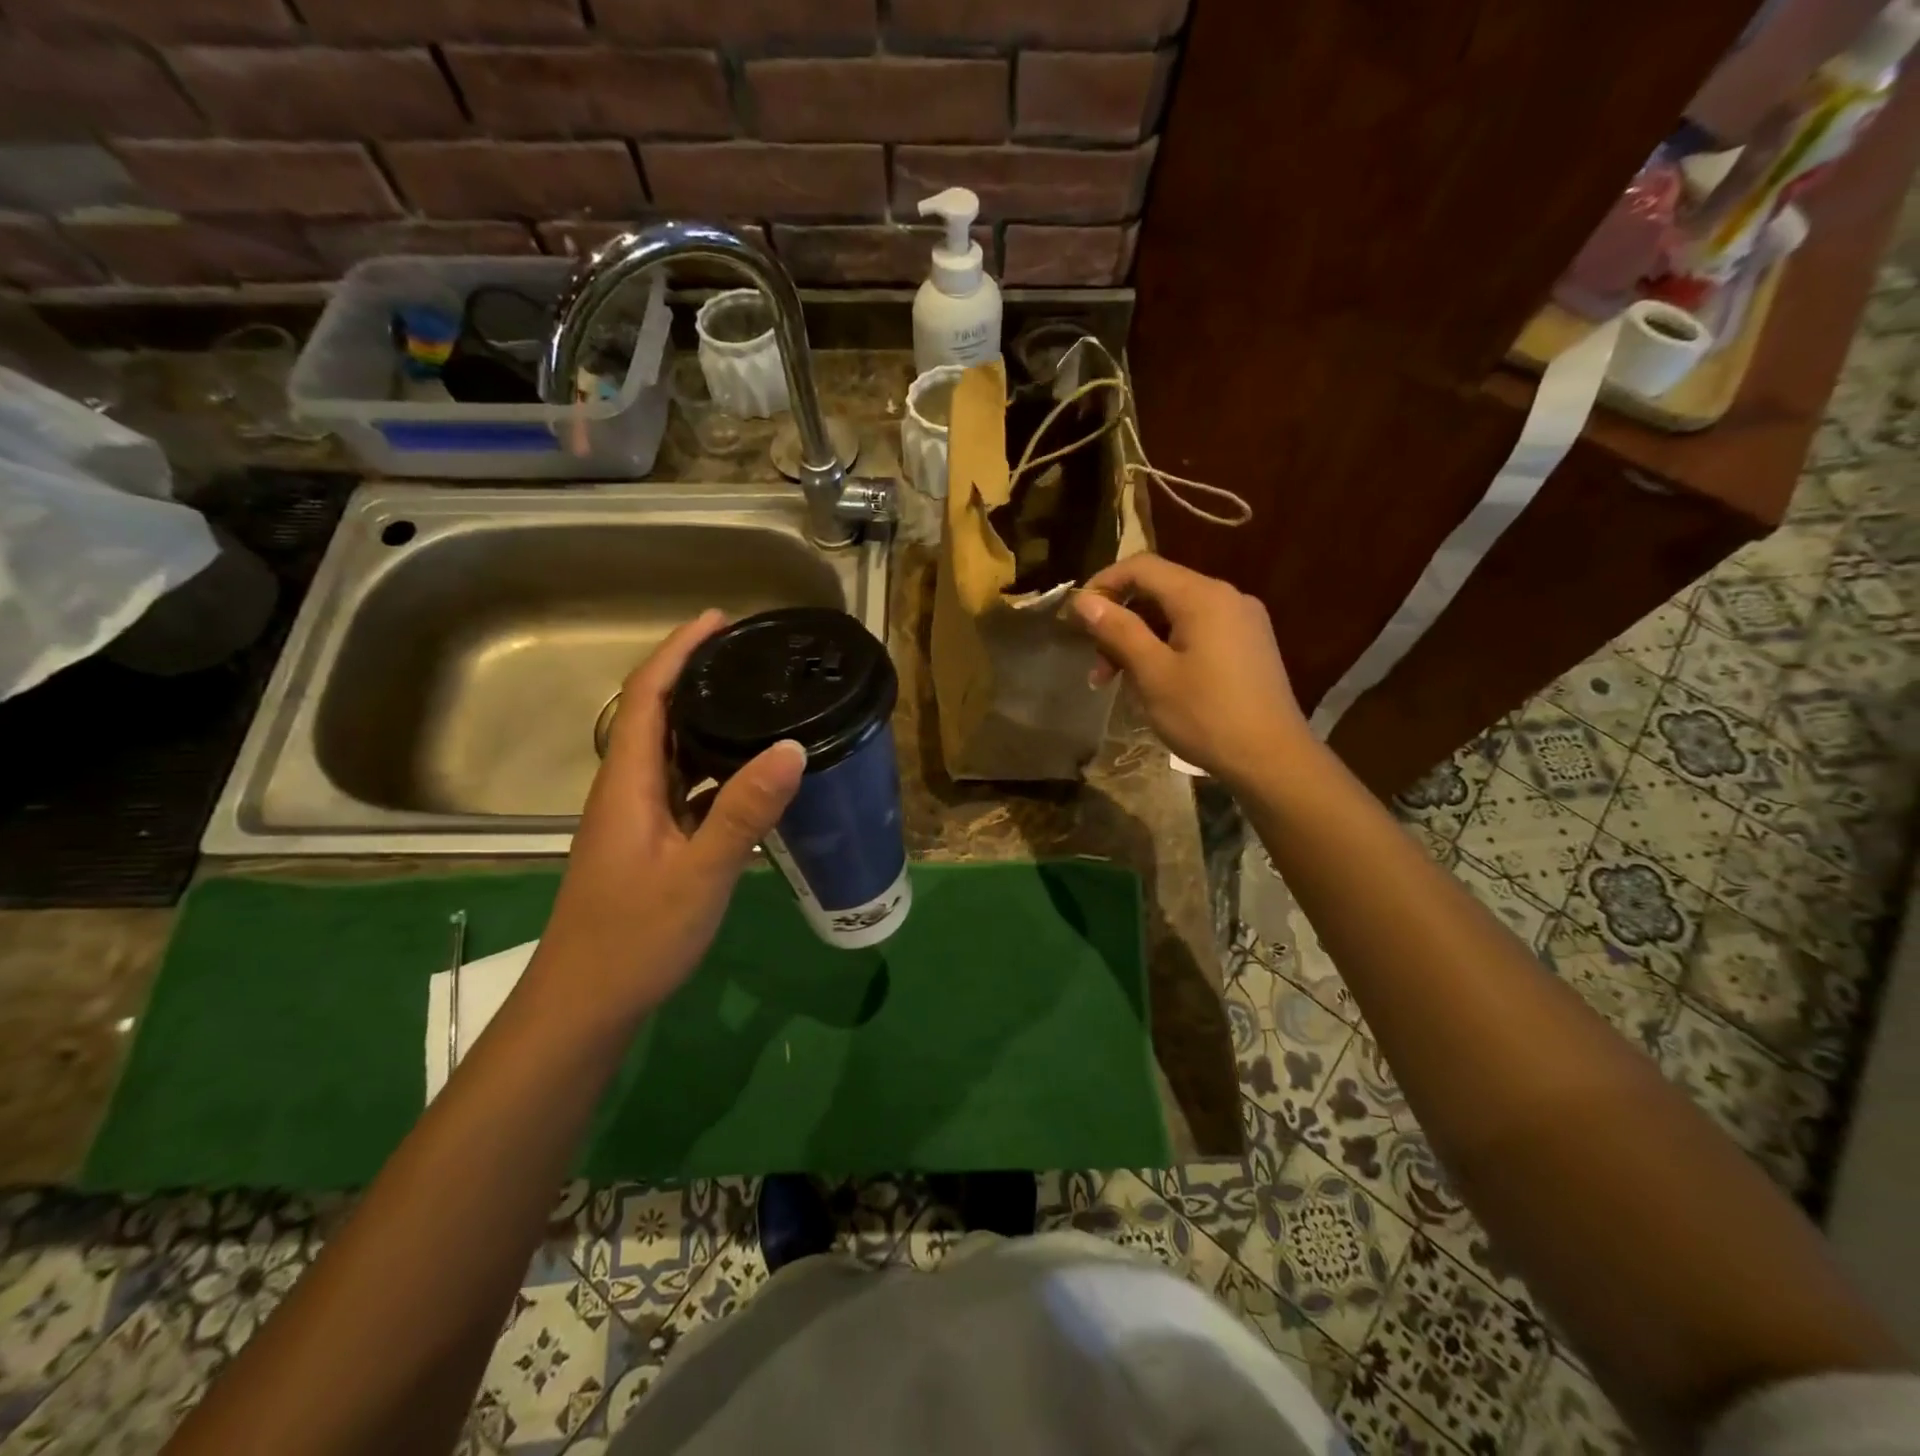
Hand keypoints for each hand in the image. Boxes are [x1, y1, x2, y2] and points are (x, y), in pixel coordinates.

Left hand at [533, 610, 805, 1019]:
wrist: (586, 1003)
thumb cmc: (634, 937)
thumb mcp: (699, 874)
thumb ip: (744, 811)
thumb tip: (791, 747)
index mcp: (628, 783)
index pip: (647, 696)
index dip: (678, 651)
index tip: (719, 620)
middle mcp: (626, 789)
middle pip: (656, 715)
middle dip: (697, 675)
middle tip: (752, 657)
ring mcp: (636, 818)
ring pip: (671, 752)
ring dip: (706, 721)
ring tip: (758, 704)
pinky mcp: (649, 842)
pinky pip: (683, 787)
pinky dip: (714, 768)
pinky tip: (750, 777)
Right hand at [1072, 554, 1309, 787]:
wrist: (1273, 759)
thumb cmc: (1206, 715)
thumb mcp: (1152, 673)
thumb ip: (1118, 630)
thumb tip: (1084, 599)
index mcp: (1203, 596)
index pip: (1142, 567)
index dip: (1104, 583)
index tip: (1077, 617)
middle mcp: (1227, 597)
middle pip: (1159, 590)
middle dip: (1120, 622)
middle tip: (1097, 667)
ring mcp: (1243, 621)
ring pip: (1177, 615)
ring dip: (1141, 641)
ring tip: (1119, 683)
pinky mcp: (1249, 646)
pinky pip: (1198, 632)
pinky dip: (1167, 648)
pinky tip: (1156, 683)